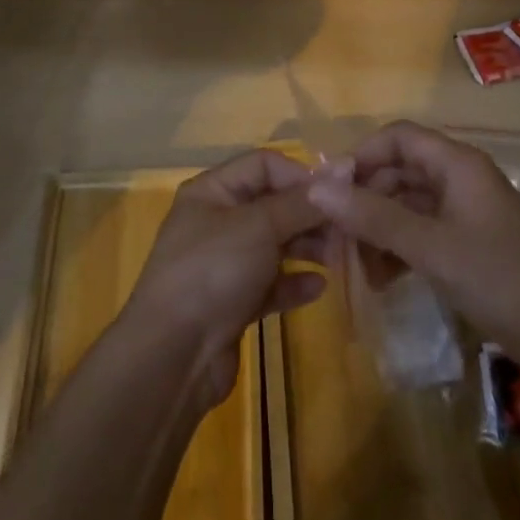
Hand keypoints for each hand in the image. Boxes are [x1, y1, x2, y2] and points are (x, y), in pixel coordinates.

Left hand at [124, 150, 328, 406]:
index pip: (263, 164)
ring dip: (306, 247)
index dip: (300, 174)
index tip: (336, 195)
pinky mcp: (233, 302)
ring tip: (337, 258)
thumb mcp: (259, 226)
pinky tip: (318, 288)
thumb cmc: (213, 271)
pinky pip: (271, 283)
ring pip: (274, 244)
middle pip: (272, 204)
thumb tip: (342, 169)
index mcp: (212, 191)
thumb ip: (301, 201)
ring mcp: (224, 263)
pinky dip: (293, 282)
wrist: (173, 355)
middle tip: (345, 230)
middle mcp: (217, 221)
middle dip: (309, 214)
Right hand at [307, 121, 519, 356]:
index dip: (360, 155)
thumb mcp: (429, 246)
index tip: (329, 190)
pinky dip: (398, 247)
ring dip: (379, 228)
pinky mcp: (467, 242)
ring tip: (358, 266)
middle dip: (365, 199)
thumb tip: (316, 187)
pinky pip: (421, 230)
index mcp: (456, 163)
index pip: (397, 137)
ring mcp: (465, 211)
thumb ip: (372, 215)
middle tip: (336, 235)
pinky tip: (383, 278)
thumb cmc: (498, 279)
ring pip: (407, 203)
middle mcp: (459, 178)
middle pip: (398, 170)